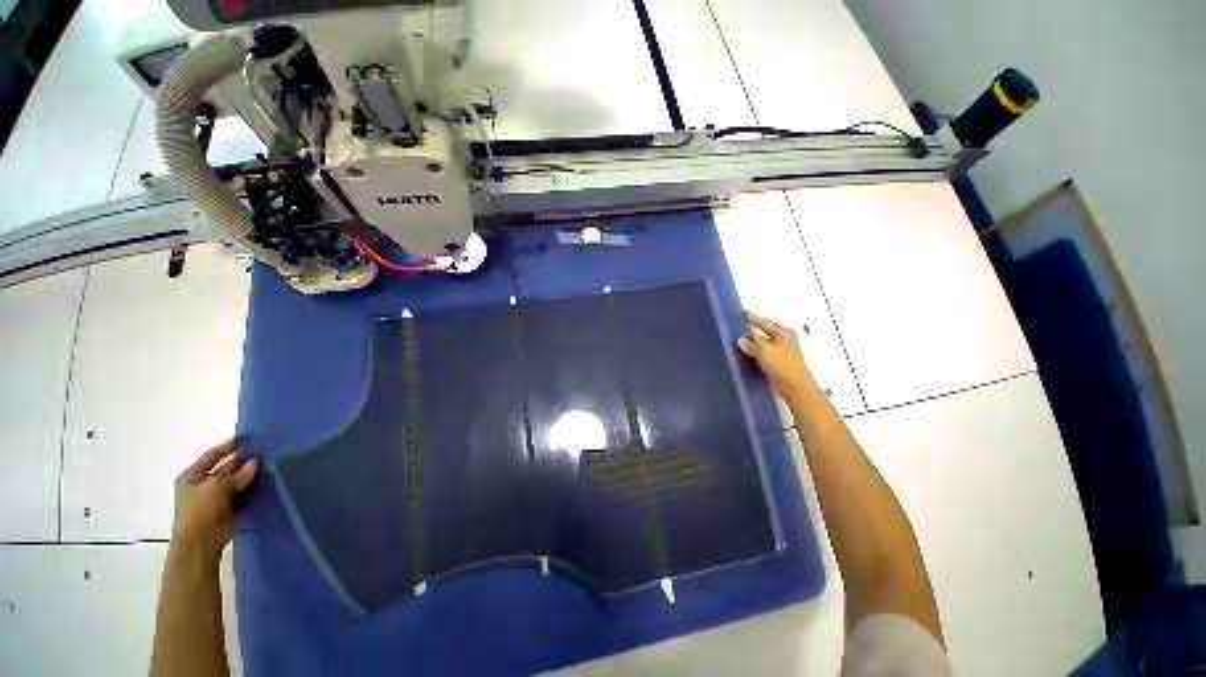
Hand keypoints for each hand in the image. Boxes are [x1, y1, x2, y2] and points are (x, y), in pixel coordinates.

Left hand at [172, 438, 257, 559]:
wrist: (201, 541)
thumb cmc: (201, 509)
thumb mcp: (218, 487)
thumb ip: (237, 474)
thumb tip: (255, 462)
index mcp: (193, 476)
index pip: (212, 455)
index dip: (228, 446)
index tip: (247, 438)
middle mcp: (202, 484)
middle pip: (226, 468)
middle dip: (243, 462)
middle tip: (265, 453)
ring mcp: (214, 497)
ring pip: (235, 481)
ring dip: (249, 476)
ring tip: (269, 466)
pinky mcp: (226, 508)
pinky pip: (241, 494)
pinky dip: (251, 489)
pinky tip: (266, 483)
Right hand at [737, 311, 814, 400]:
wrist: (795, 387)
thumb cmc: (782, 364)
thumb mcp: (764, 351)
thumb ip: (751, 345)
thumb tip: (740, 340)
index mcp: (783, 333)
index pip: (765, 322)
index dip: (753, 318)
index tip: (742, 313)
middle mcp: (783, 341)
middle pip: (764, 334)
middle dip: (750, 333)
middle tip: (735, 328)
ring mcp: (780, 354)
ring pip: (761, 346)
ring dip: (751, 346)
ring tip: (734, 343)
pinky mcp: (776, 366)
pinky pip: (761, 357)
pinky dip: (753, 356)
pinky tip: (742, 357)